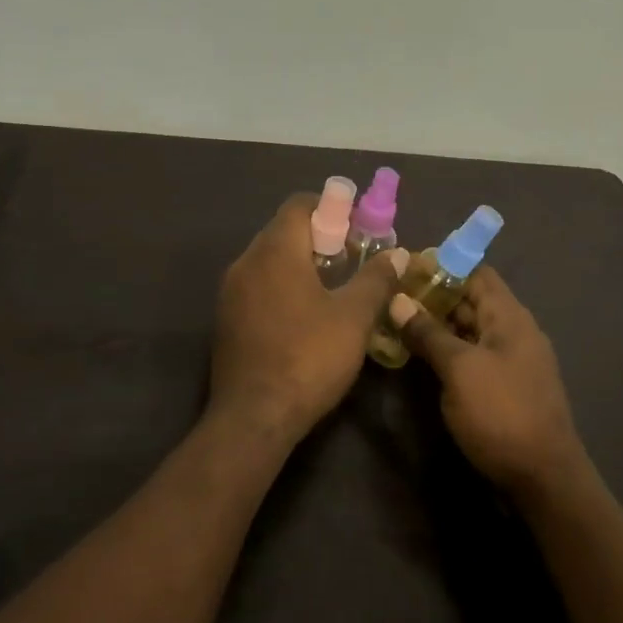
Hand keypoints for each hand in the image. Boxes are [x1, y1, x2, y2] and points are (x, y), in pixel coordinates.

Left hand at [210, 194, 407, 445]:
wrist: (253, 418)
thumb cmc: (308, 358)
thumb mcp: (354, 317)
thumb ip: (376, 279)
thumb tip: (396, 253)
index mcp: (275, 251)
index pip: (299, 204)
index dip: (331, 208)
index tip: (357, 229)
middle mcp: (246, 262)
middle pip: (284, 230)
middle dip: (320, 237)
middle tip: (352, 260)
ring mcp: (230, 292)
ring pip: (269, 259)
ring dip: (301, 263)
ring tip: (333, 289)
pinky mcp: (226, 319)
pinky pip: (258, 285)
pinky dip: (282, 285)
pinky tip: (305, 316)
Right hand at [387, 266, 584, 498]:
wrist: (544, 480)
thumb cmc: (502, 413)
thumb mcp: (459, 370)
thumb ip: (428, 333)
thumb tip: (398, 300)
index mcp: (509, 316)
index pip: (476, 272)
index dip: (442, 265)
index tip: (405, 267)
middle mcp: (513, 331)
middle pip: (472, 299)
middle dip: (434, 295)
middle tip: (392, 296)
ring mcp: (511, 360)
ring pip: (470, 329)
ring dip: (438, 324)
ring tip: (398, 322)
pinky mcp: (505, 387)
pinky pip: (473, 355)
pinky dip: (448, 350)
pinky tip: (420, 356)